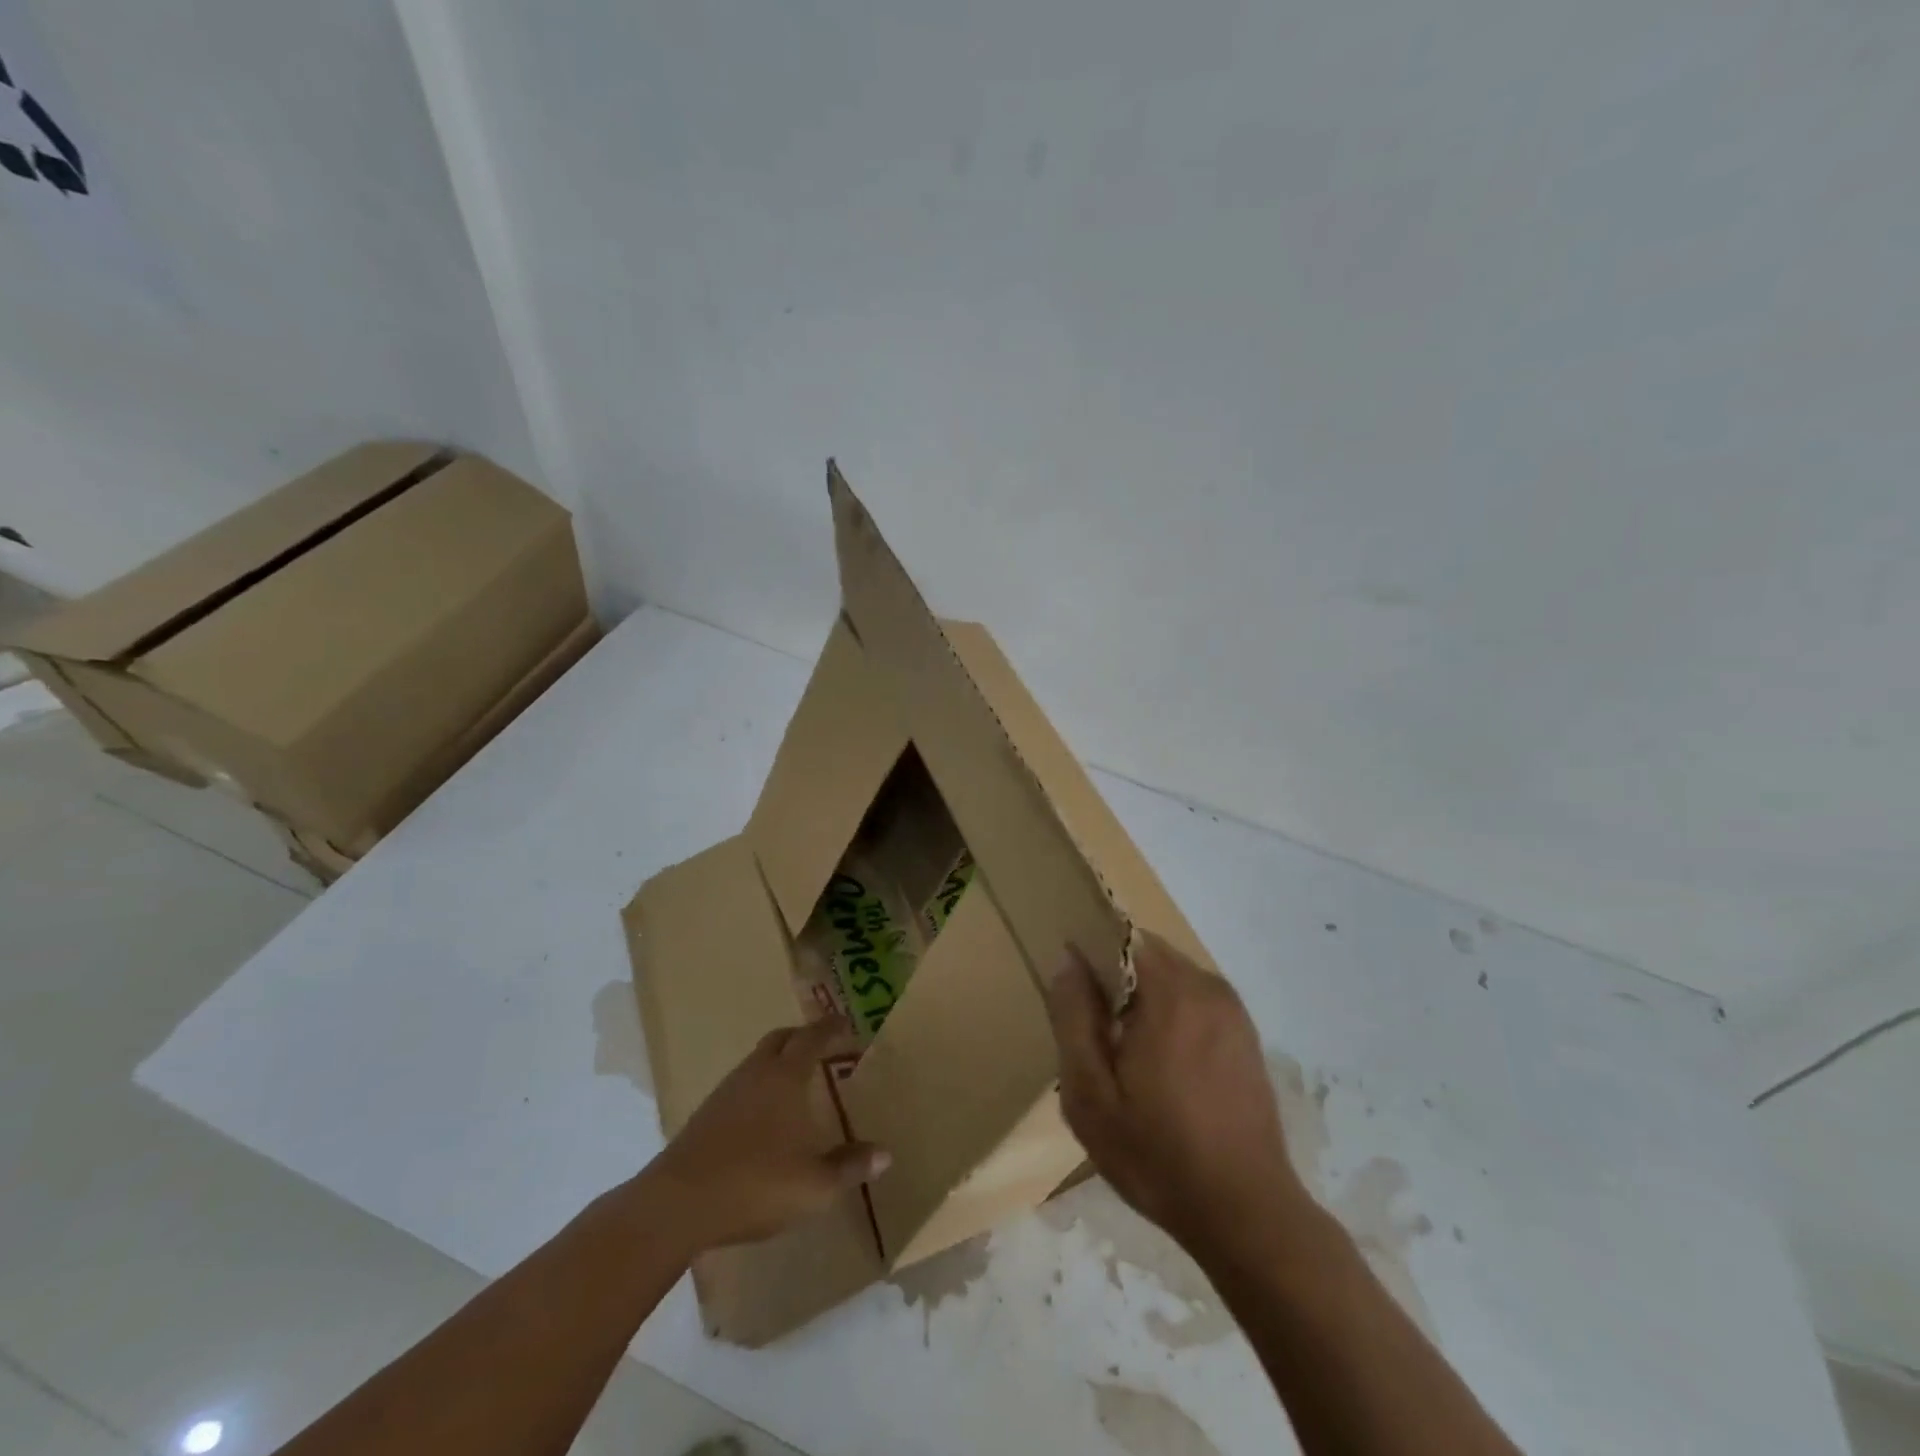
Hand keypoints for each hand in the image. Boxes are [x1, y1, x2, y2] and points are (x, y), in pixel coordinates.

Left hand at [644, 1017, 889, 1253]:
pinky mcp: (705, 1114)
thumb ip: (850, 1167)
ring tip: (795, 1080)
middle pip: (781, 1039)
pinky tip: (763, 1114)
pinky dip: (758, 1085)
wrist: (677, 1205)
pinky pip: (741, 1084)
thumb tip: (886, 1154)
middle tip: (822, 1045)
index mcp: (785, 1076)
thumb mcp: (814, 1184)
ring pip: (757, 1060)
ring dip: (778, 1060)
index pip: (812, 1038)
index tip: (846, 1022)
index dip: (830, 1028)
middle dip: (803, 1036)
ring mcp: (726, 1091)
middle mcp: (756, 1072)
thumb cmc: (755, 1184)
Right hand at [1046, 933, 1308, 1256]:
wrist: (1246, 1213)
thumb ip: (1073, 1018)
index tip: (1075, 998)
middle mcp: (1207, 987)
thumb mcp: (1090, 1095)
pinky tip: (1164, 1070)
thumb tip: (1068, 960)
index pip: (1120, 936)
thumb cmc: (1157, 1155)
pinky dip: (1171, 1015)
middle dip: (1116, 981)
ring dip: (1143, 999)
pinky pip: (1195, 1001)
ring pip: (1170, 976)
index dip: (1090, 956)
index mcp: (1170, 993)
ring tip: (1128, 1057)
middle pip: (1146, 953)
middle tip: (1097, 1036)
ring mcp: (1232, 1010)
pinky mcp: (1246, 1034)